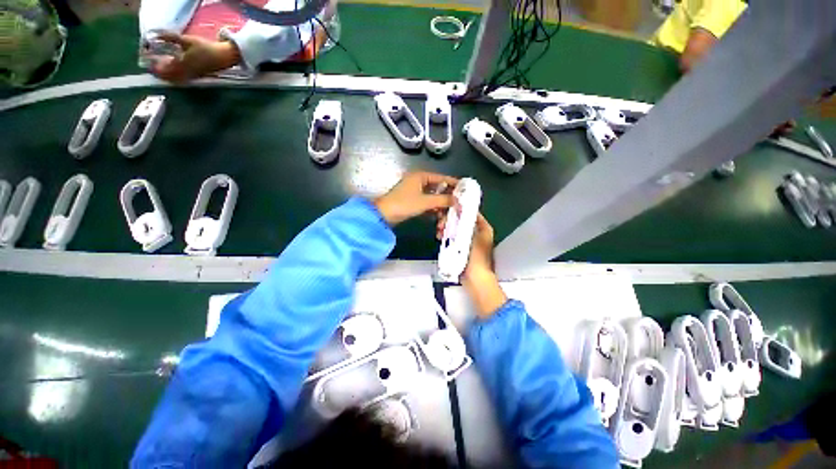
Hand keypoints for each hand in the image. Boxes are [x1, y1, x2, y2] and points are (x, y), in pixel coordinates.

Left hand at [147, 33, 240, 83]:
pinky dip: (174, 77)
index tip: (148, 61)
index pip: (163, 70)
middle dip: (159, 73)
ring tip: (161, 69)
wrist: (221, 57)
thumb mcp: (186, 40)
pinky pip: (181, 80)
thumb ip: (170, 37)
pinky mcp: (195, 77)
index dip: (154, 67)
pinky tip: (173, 71)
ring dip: (166, 76)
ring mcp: (191, 77)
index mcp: (181, 65)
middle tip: (152, 67)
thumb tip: (156, 35)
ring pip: (174, 80)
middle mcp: (185, 73)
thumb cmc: (204, 48)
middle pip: (167, 78)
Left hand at [373, 172, 458, 225]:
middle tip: (458, 204)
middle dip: (447, 197)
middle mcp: (418, 181)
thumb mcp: (425, 202)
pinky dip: (433, 209)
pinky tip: (439, 215)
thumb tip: (458, 200)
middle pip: (438, 188)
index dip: (453, 183)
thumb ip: (442, 200)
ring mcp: (415, 192)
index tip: (465, 189)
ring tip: (449, 213)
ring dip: (440, 205)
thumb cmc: (404, 204)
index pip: (442, 178)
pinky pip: (427, 203)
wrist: (383, 215)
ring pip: (433, 197)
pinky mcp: (412, 201)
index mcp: (421, 176)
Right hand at [436, 211, 506, 317]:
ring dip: (447, 228)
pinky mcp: (461, 249)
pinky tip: (440, 237)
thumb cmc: (476, 258)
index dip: (460, 209)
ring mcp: (468, 242)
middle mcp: (477, 233)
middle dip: (450, 220)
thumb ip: (464, 222)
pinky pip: (453, 239)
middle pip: (462, 221)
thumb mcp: (470, 236)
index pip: (471, 213)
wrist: (475, 279)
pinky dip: (447, 237)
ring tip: (439, 230)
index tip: (448, 208)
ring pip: (456, 229)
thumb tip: (459, 208)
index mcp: (484, 228)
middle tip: (441, 222)